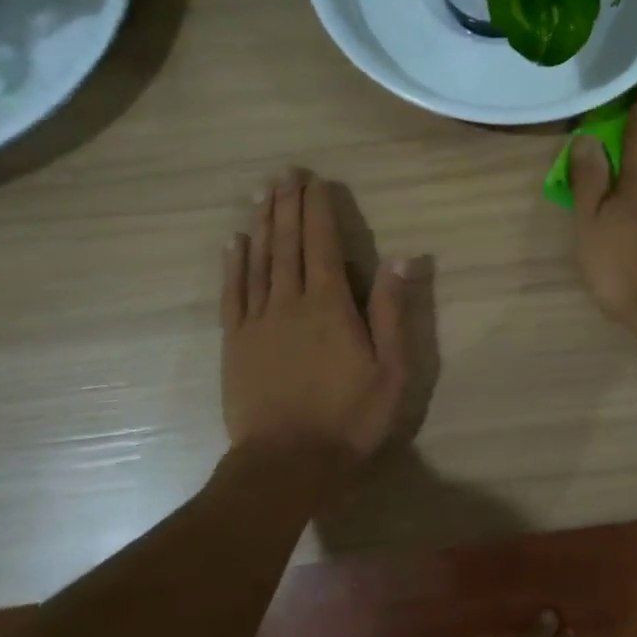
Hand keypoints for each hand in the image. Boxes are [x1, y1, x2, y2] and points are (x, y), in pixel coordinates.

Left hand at [222, 170, 416, 463]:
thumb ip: (392, 311)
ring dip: (261, 223)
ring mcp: (257, 321)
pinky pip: (233, 292)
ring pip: (258, 260)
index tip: (314, 180)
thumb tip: (403, 258)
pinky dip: (233, 263)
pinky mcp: (235, 342)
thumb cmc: (349, 418)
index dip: (317, 209)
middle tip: (284, 173)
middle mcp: (290, 301)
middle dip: (287, 204)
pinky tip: (234, 241)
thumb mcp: (391, 370)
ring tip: (261, 192)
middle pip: (287, 243)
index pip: (323, 243)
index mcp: (330, 305)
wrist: (287, 463)